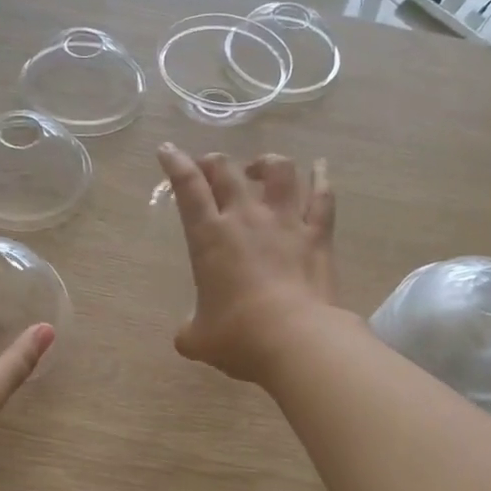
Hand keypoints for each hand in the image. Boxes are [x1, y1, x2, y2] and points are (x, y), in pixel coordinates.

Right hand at [156, 143, 338, 382]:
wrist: (296, 340)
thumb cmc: (239, 337)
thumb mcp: (198, 339)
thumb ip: (189, 330)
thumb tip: (187, 335)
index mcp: (209, 237)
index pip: (188, 188)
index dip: (175, 164)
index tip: (168, 151)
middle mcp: (246, 218)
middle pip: (227, 170)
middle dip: (213, 162)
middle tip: (209, 167)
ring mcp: (286, 222)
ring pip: (278, 171)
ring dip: (265, 162)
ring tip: (259, 167)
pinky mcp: (318, 235)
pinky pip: (322, 197)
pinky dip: (321, 178)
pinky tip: (320, 168)